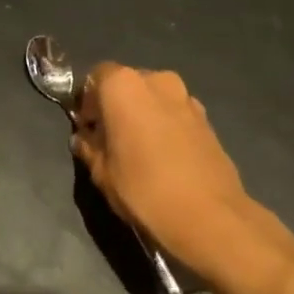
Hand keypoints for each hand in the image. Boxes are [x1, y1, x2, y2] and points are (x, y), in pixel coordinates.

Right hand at [73, 62, 293, 280]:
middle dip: (116, 105)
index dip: (87, 101)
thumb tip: (84, 139)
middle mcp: (157, 81)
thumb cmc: (143, 189)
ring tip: (138, 149)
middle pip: (128, 83)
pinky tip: (164, 157)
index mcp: (124, 86)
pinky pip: (175, 113)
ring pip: (155, 98)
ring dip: (143, 114)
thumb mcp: (102, 173)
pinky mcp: (208, 119)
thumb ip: (90, 148)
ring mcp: (187, 98)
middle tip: (109, 137)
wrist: (208, 216)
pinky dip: (165, 125)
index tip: (86, 127)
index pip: (96, 76)